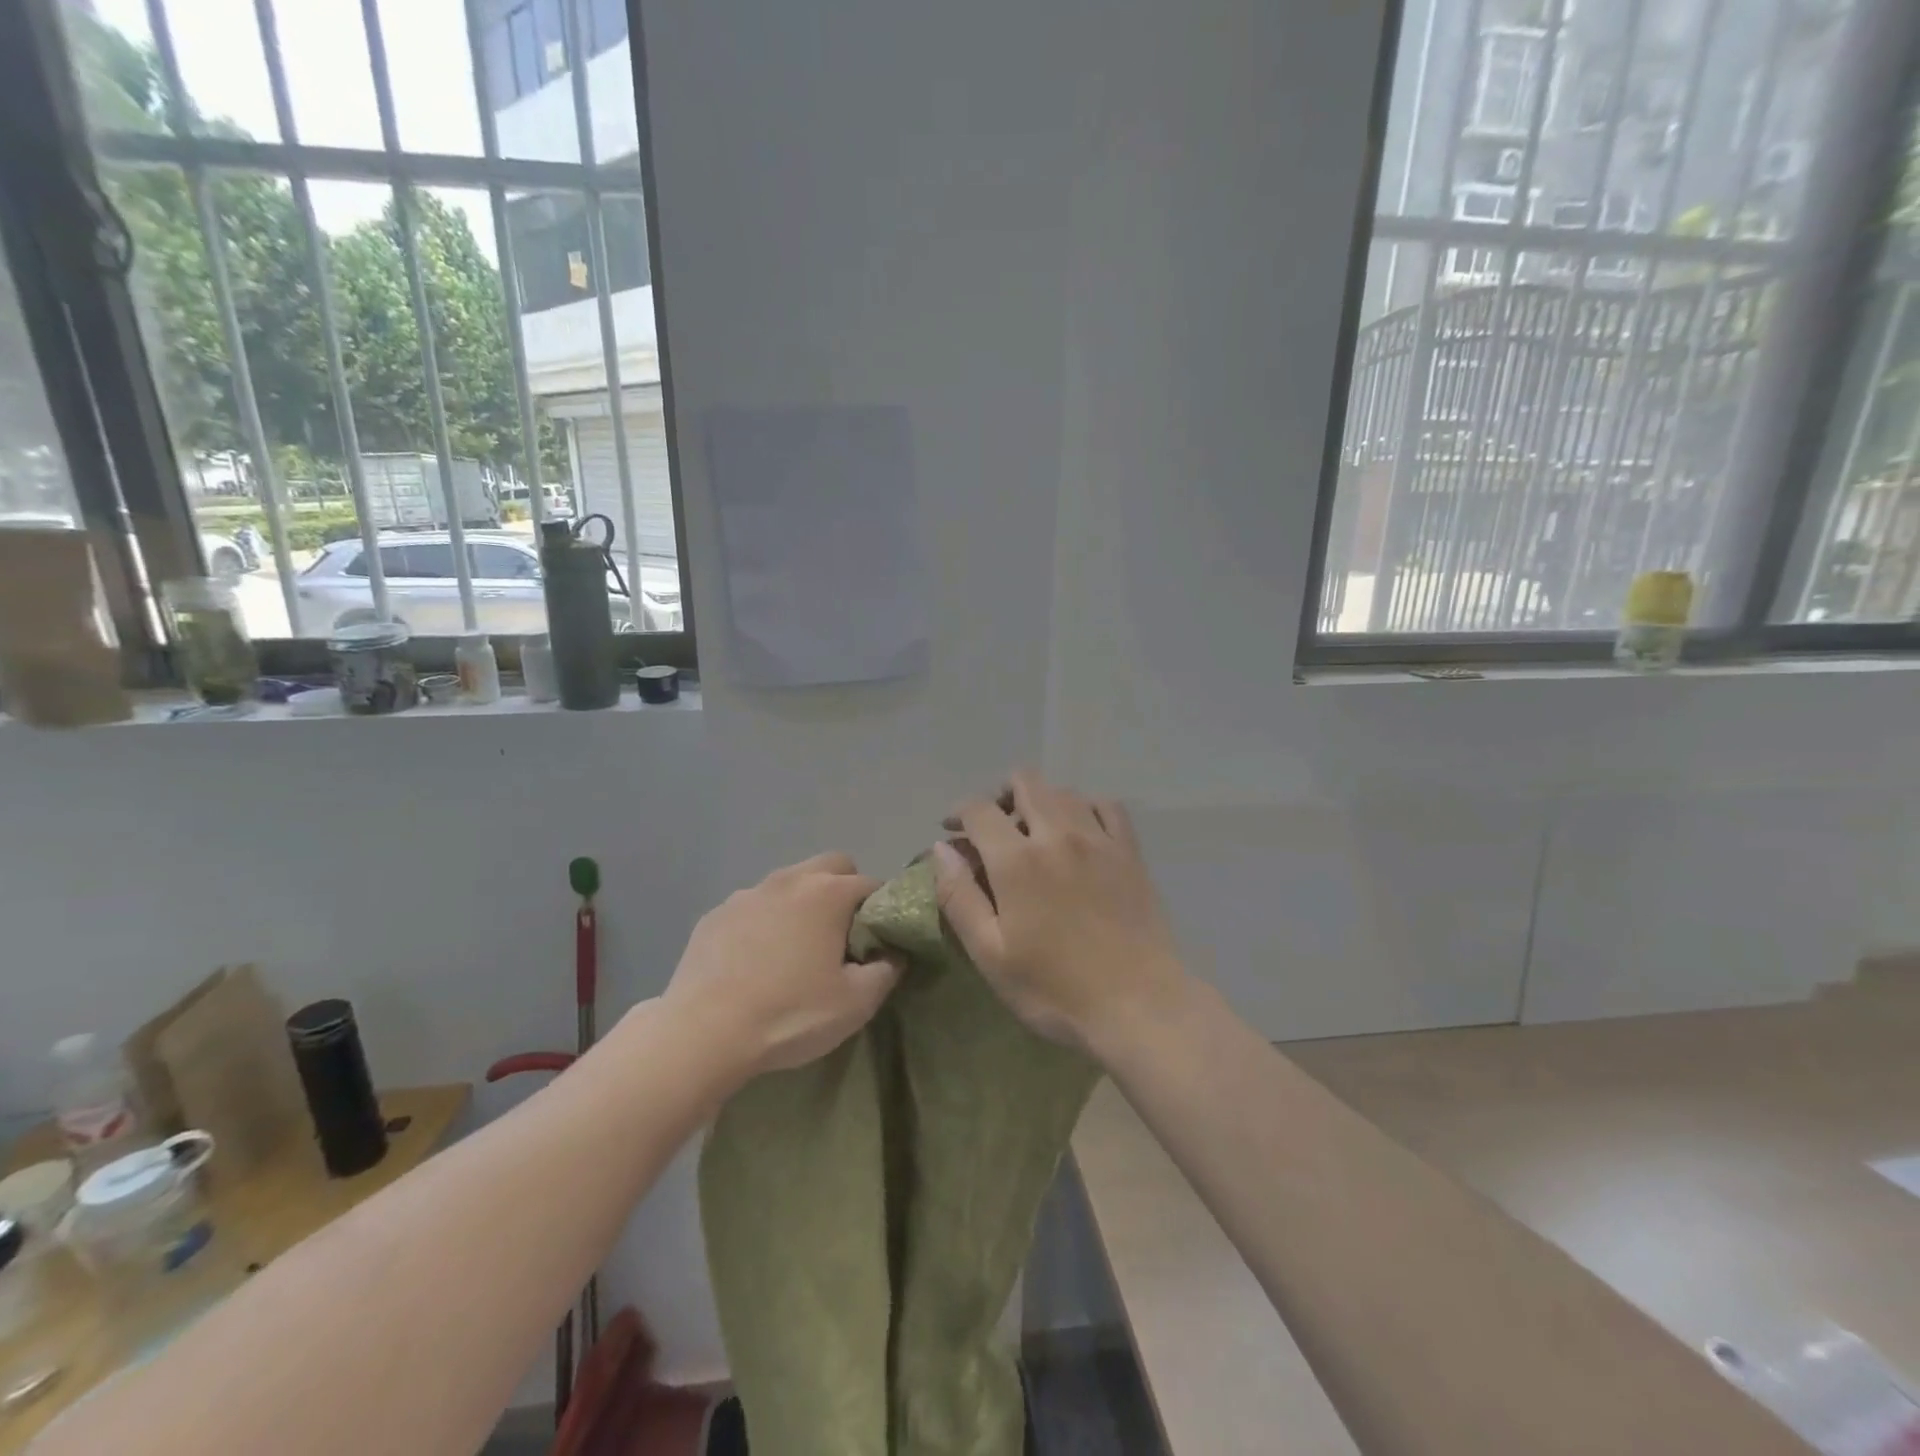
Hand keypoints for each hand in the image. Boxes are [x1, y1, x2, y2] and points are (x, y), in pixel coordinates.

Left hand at [664, 853, 899, 1079]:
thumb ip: (887, 970)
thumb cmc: (790, 1014)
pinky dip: (764, 922)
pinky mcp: (715, 914)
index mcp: (828, 893)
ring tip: (795, 950)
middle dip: (844, 890)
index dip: (882, 911)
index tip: (878, 942)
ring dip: (801, 904)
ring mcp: (748, 893)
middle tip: (841, 936)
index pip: (872, 885)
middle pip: (831, 866)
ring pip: (789, 883)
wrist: (704, 1033)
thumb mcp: (856, 1003)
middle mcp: (789, 880)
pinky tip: (755, 961)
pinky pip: (753, 907)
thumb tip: (893, 954)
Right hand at [933, 771, 1188, 1057]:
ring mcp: (1099, 839)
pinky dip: (1085, 808)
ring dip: (1040, 801)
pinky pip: (1106, 806)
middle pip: (1025, 782)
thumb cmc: (1055, 989)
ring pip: (1063, 791)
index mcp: (1017, 860)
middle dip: (1000, 796)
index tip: (952, 832)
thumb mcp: (990, 954)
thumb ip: (959, 896)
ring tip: (1034, 833)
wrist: (1139, 1006)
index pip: (979, 809)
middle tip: (993, 830)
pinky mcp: (1130, 852)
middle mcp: (1058, 834)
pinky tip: (1080, 831)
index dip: (959, 813)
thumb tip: (942, 848)